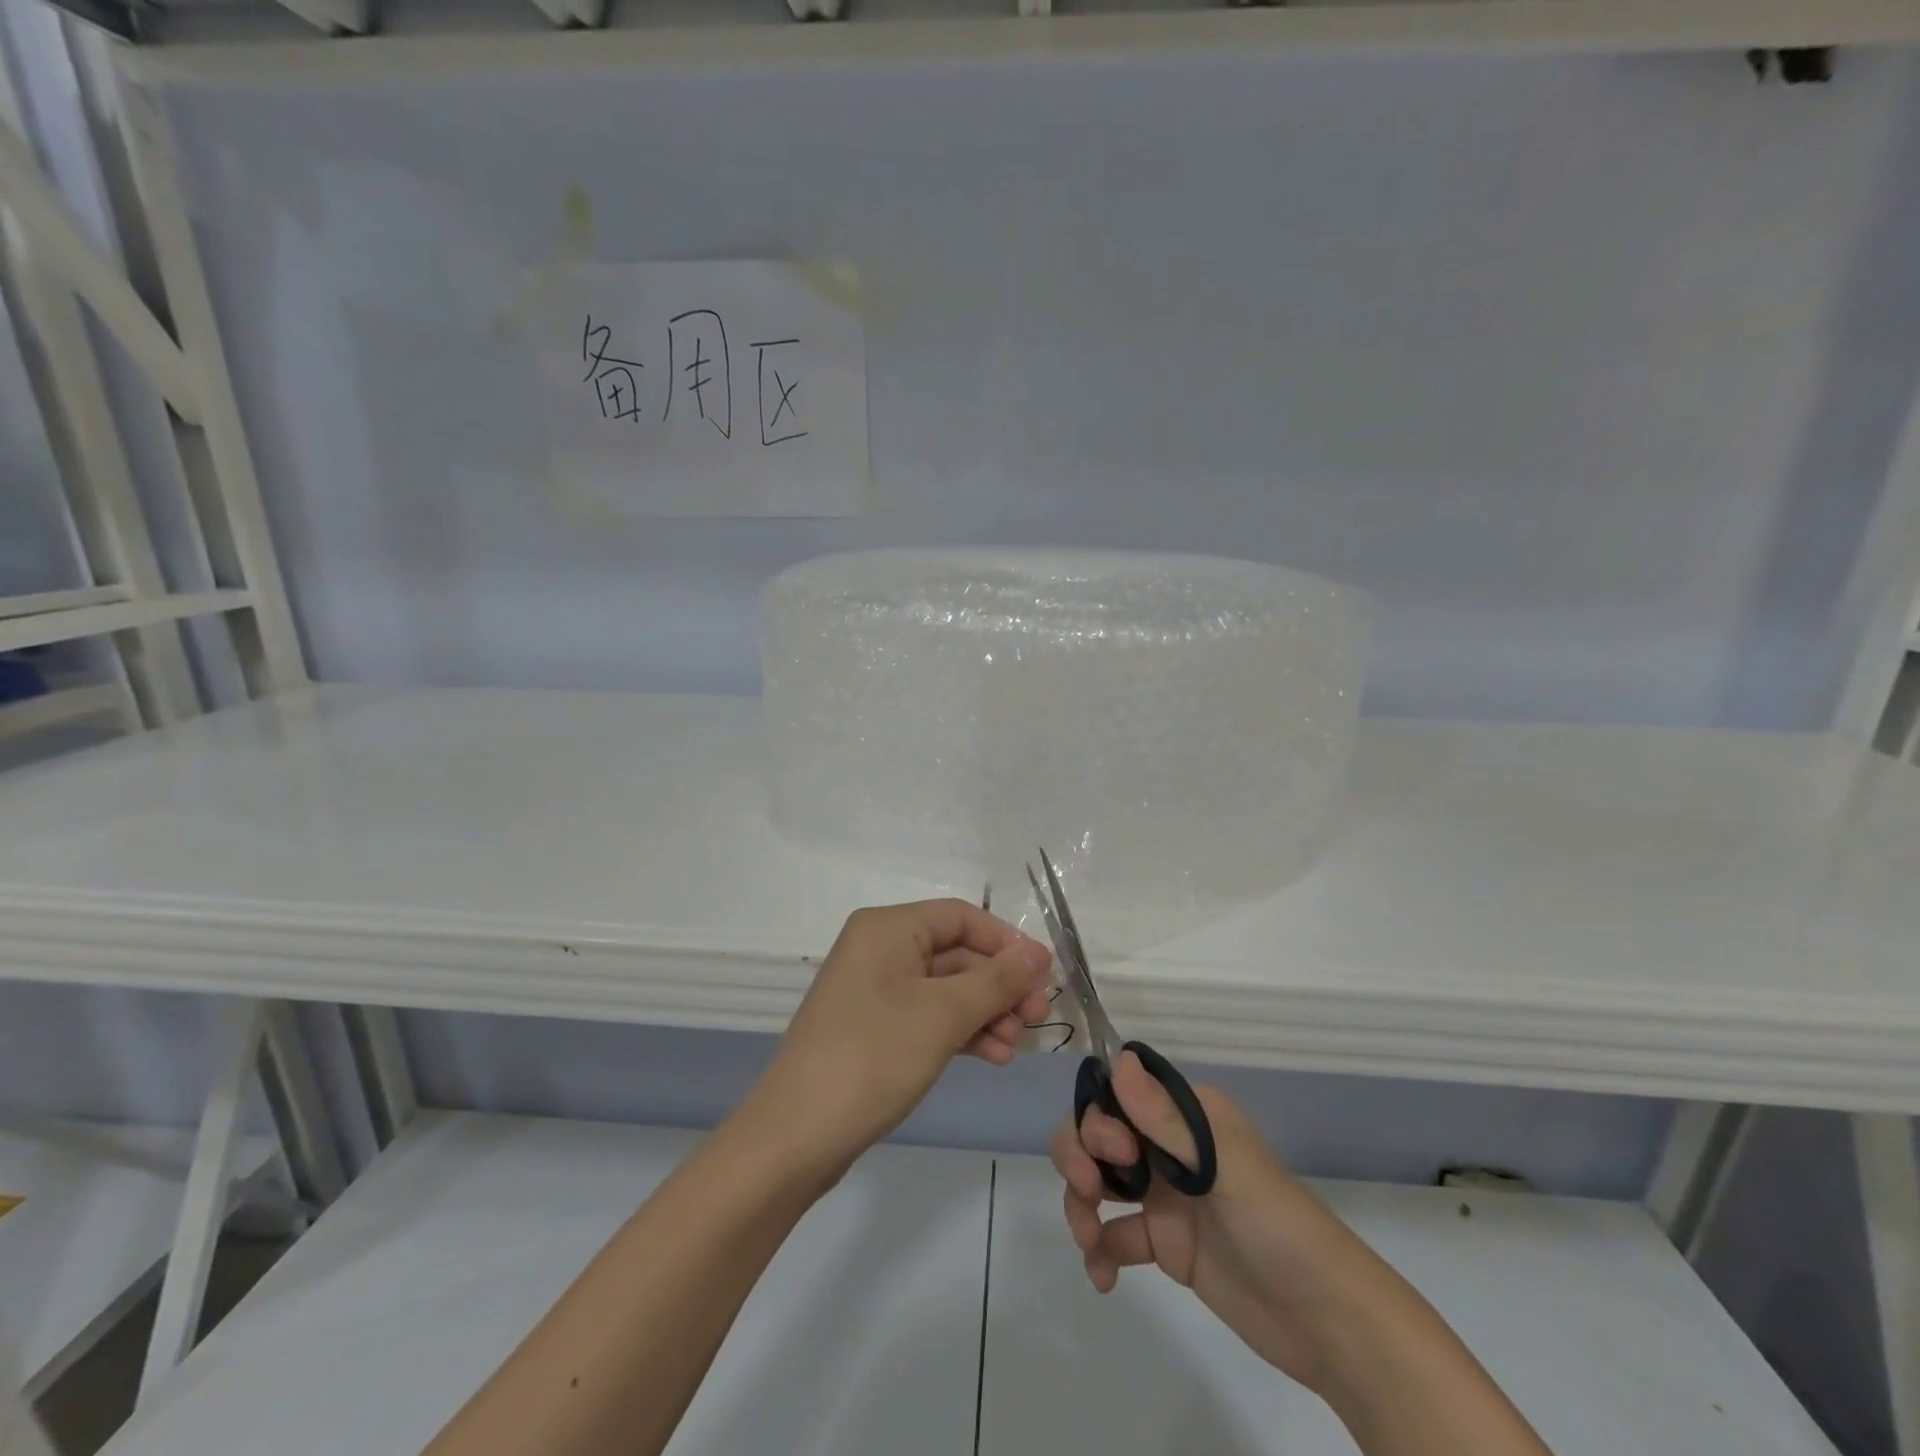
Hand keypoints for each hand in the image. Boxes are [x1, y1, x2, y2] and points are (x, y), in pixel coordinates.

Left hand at [755, 900, 1053, 1177]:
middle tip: (1037, 1018)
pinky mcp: (875, 1028)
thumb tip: (1039, 952)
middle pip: (955, 953)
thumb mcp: (943, 1015)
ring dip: (985, 1012)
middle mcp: (879, 949)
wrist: (796, 1137)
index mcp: (888, 928)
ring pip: (946, 988)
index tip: (1043, 976)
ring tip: (1015, 1046)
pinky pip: (928, 1015)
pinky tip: (992, 1056)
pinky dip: (961, 1031)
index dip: (1005, 942)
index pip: (961, 917)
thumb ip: (996, 980)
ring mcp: (875, 991)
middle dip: (999, 985)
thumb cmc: (872, 1058)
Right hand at [1053, 1055, 1390, 1398]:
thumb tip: (1117, 1058)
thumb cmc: (1278, 1226)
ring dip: (1080, 1202)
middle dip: (1079, 1155)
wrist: (1326, 1322)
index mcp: (1186, 1114)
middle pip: (1098, 1132)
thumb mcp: (1224, 1168)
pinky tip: (1103, 1276)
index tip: (1116, 1153)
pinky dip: (1098, 1249)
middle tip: (1089, 1192)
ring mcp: (1164, 1194)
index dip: (1100, 1116)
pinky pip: (1113, 1233)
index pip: (1119, 1094)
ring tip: (1089, 1241)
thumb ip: (1166, 1119)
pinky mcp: (1164, 1242)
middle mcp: (1168, 1144)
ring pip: (1098, 1179)